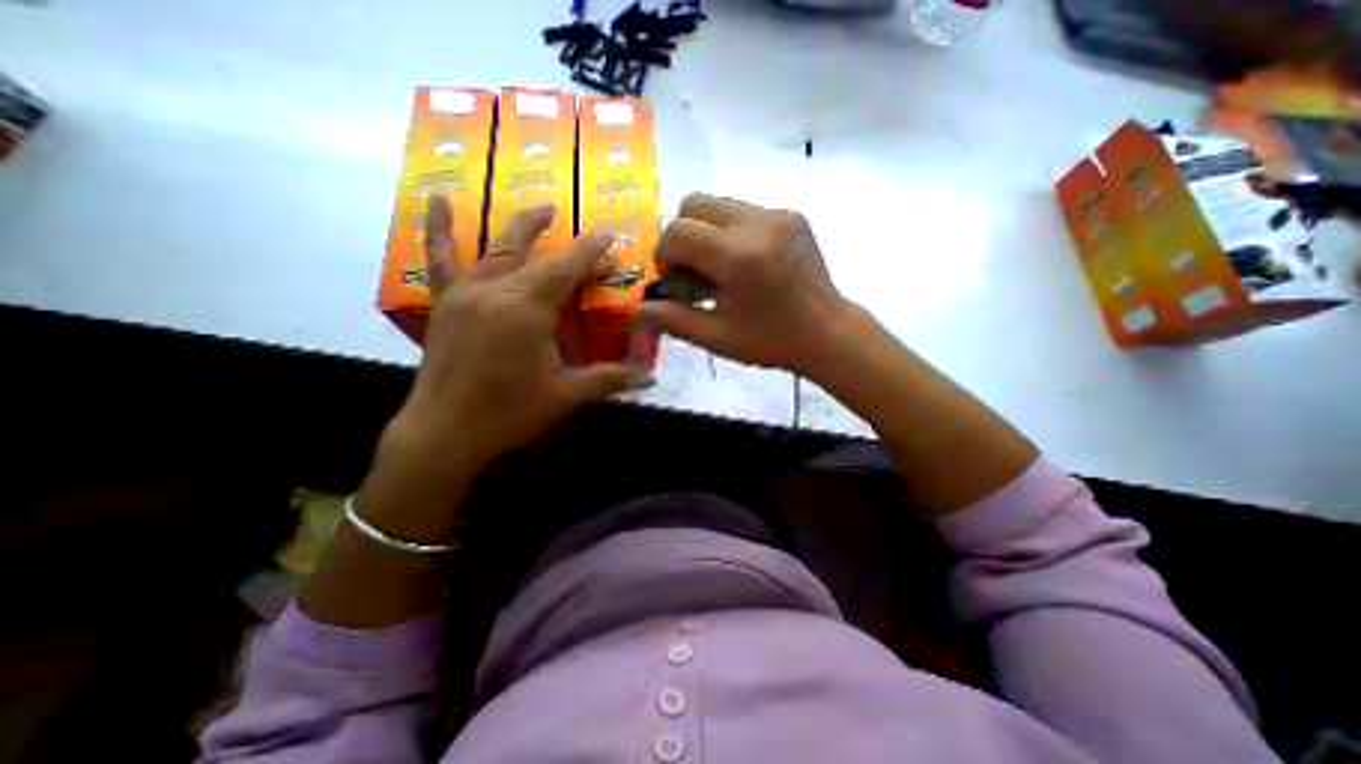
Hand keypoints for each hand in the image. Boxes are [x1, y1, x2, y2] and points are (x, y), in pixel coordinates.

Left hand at [377, 195, 645, 494]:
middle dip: (566, 244)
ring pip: (496, 250)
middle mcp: (495, 292)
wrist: (444, 433)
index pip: (566, 271)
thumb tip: (647, 376)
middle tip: (587, 231)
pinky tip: (436, 203)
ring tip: (539, 208)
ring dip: (520, 227)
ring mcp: (466, 294)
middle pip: (537, 257)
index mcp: (526, 310)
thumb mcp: (565, 396)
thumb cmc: (508, 413)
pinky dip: (438, 230)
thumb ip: (607, 380)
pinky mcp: (446, 305)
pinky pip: (440, 260)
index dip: (591, 253)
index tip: (610, 239)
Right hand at [639, 194, 858, 377]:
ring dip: (706, 232)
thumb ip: (672, 319)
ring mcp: (778, 214)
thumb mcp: (716, 337)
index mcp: (738, 257)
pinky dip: (730, 231)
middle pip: (694, 203)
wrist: (827, 333)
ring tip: (721, 269)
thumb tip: (637, 311)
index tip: (677, 282)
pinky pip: (743, 210)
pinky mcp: (791, 214)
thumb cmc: (770, 341)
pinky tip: (745, 263)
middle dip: (682, 236)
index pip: (678, 231)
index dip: (666, 255)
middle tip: (696, 271)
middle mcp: (758, 223)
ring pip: (717, 203)